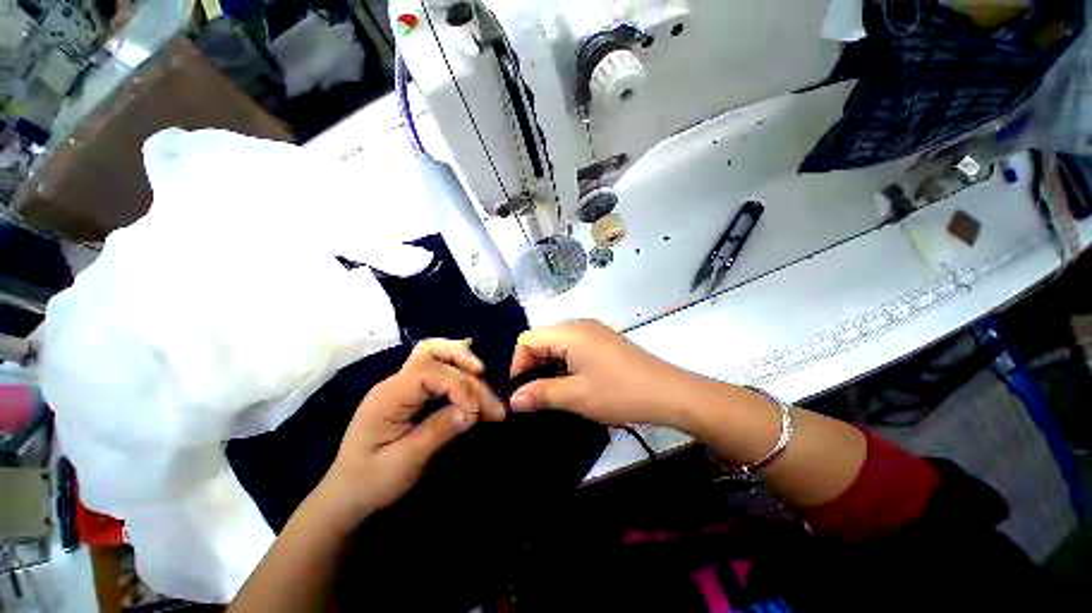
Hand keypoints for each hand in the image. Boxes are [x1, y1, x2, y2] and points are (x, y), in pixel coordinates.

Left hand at [317, 339, 505, 524]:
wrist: (347, 496)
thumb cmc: (370, 483)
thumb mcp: (405, 463)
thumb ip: (439, 431)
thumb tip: (472, 410)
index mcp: (388, 396)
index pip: (429, 371)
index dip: (459, 385)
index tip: (475, 412)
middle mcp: (396, 382)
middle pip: (433, 351)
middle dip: (466, 363)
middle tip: (489, 389)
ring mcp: (404, 386)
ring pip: (439, 356)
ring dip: (466, 366)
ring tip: (488, 388)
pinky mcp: (413, 394)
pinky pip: (441, 373)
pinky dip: (462, 375)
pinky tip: (476, 385)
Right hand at [508, 320, 696, 427]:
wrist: (669, 393)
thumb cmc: (619, 392)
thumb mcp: (576, 396)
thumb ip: (540, 395)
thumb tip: (513, 400)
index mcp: (570, 332)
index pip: (528, 339)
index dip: (518, 364)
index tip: (521, 391)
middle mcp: (579, 325)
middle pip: (542, 339)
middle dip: (532, 365)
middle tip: (535, 394)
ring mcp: (594, 331)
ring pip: (558, 343)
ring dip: (549, 365)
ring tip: (554, 391)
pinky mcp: (604, 341)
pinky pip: (574, 347)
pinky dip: (565, 363)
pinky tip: (573, 382)